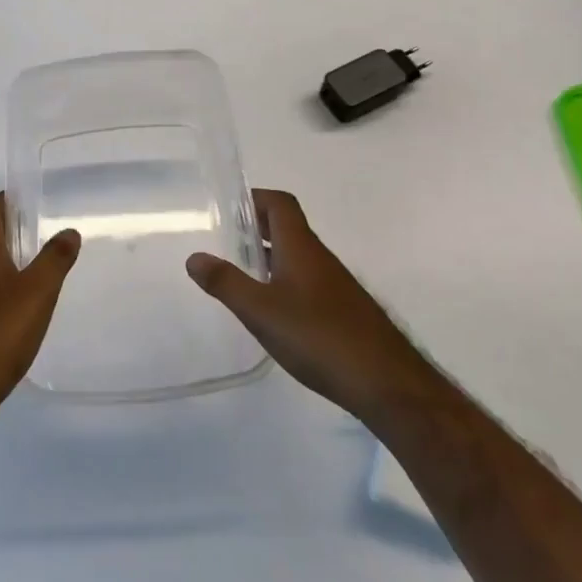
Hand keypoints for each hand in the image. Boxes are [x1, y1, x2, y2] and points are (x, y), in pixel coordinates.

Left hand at [0, 194, 80, 443]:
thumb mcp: (36, 293)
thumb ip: (54, 260)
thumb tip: (69, 231)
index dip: (2, 201)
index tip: (24, 197)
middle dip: (8, 233)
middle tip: (40, 234)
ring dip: (5, 266)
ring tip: (36, 274)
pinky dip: (0, 296)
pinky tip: (18, 317)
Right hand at [186, 189, 406, 420]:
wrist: (386, 382)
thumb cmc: (319, 337)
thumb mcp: (261, 311)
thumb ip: (226, 283)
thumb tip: (194, 256)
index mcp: (300, 247)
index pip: (280, 204)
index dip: (255, 198)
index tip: (228, 210)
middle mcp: (320, 258)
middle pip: (288, 227)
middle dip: (257, 228)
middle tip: (226, 242)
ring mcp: (336, 285)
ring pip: (298, 256)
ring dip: (270, 256)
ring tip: (242, 275)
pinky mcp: (344, 311)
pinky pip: (308, 282)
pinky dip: (285, 282)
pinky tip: (274, 313)